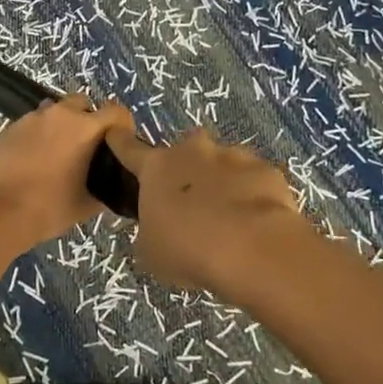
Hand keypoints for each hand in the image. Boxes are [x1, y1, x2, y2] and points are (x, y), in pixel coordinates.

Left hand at [0, 95, 134, 247]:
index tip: (119, 143)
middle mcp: (59, 114)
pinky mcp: (11, 127)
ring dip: (61, 125)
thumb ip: (104, 188)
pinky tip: (34, 159)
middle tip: (87, 147)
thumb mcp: (87, 204)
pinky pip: (33, 123)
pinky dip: (39, 134)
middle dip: (88, 119)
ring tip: (59, 152)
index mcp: (85, 128)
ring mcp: (32, 118)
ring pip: (55, 111)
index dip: (122, 124)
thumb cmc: (50, 207)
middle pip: (83, 103)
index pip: (116, 111)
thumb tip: (108, 185)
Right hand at [105, 126, 304, 297]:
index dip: (120, 141)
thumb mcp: (151, 250)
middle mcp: (193, 152)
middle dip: (187, 169)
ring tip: (231, 218)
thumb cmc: (187, 249)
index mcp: (156, 168)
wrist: (252, 249)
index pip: (129, 148)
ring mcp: (233, 157)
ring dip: (222, 182)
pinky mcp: (267, 170)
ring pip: (223, 163)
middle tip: (193, 202)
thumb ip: (151, 230)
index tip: (115, 133)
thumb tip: (159, 227)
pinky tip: (258, 222)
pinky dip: (254, 195)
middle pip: (184, 150)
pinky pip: (255, 180)